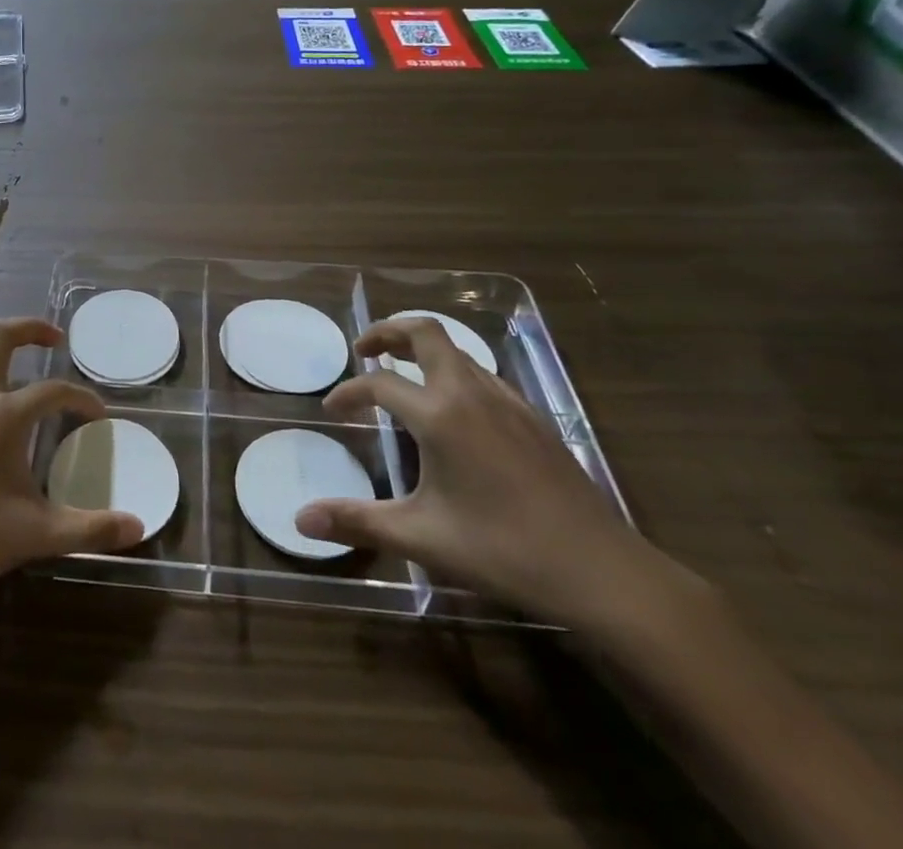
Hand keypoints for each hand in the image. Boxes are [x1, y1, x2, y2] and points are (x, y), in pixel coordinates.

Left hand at [0, 318, 143, 609]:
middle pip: (0, 339)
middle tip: (53, 337)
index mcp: (4, 415)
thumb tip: (138, 527)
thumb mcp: (35, 536)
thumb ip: (89, 530)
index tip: (98, 415)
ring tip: (2, 341)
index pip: (53, 392)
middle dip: (30, 329)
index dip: (81, 398)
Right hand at [294, 317, 674, 629]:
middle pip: (425, 332)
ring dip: (423, 351)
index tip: (331, 410)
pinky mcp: (533, 418)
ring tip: (403, 375)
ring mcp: (507, 402)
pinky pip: (483, 375)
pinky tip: (454, 410)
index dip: (349, 392)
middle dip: (388, 331)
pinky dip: (454, 373)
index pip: (379, 383)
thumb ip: (358, 522)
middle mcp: (470, 393)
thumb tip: (301, 519)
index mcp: (439, 415)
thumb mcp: (421, 537)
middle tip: (364, 350)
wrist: (602, 570)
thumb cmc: (503, 550)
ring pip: (457, 351)